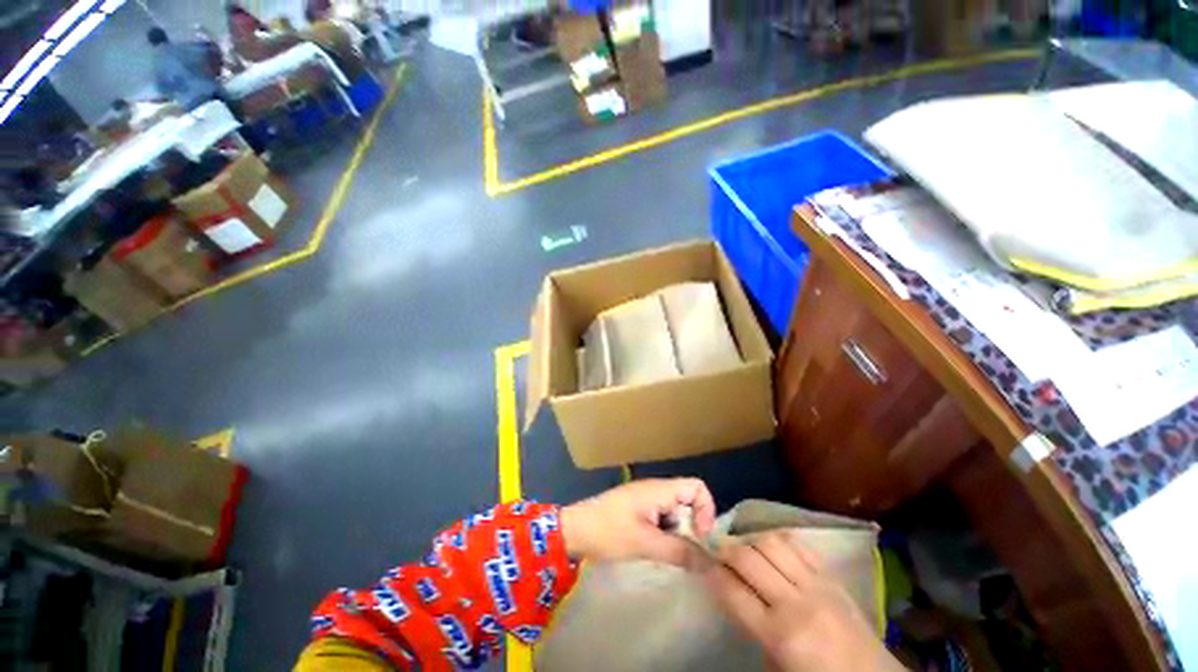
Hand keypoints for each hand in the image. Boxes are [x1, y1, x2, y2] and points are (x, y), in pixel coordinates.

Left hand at [560, 478, 715, 566]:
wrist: (574, 530)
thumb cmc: (609, 532)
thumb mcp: (645, 544)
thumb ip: (680, 551)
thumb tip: (711, 562)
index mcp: (659, 490)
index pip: (697, 487)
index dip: (706, 509)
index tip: (701, 537)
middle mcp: (656, 490)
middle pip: (688, 502)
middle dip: (691, 528)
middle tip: (685, 554)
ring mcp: (646, 500)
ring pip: (675, 514)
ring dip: (677, 534)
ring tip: (665, 554)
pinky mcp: (638, 510)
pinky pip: (662, 520)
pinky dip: (665, 535)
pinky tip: (654, 550)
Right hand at [702, 533, 902, 671]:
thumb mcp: (776, 666)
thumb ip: (751, 627)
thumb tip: (731, 591)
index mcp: (780, 635)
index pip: (732, 590)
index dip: (709, 571)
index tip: (699, 561)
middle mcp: (796, 602)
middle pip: (748, 558)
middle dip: (724, 549)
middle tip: (715, 550)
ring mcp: (817, 585)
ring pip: (772, 542)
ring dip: (750, 540)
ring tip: (742, 547)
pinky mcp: (832, 577)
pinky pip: (798, 544)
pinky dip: (777, 539)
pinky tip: (769, 546)